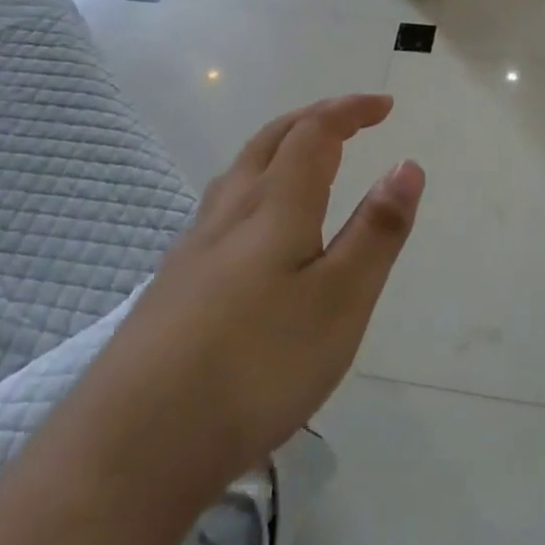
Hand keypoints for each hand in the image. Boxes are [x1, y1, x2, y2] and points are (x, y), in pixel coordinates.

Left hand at [75, 95, 424, 513]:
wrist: (138, 439)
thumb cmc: (257, 364)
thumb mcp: (339, 301)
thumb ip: (375, 231)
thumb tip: (407, 164)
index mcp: (275, 205)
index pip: (315, 132)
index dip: (350, 110)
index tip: (384, 105)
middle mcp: (230, 210)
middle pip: (271, 140)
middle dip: (314, 118)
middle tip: (349, 119)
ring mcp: (195, 245)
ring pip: (240, 171)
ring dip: (278, 147)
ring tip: (304, 159)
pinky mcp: (174, 281)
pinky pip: (222, 206)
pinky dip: (254, 186)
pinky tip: (253, 227)